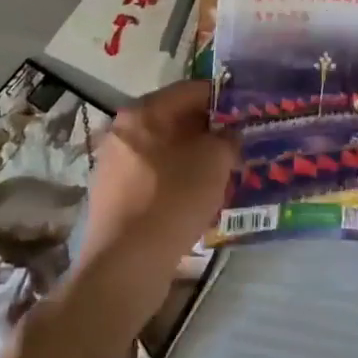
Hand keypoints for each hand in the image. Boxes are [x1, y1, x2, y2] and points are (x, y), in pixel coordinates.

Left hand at [79, 79, 237, 280]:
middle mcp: (123, 131)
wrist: (125, 266)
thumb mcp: (215, 162)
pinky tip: (196, 199)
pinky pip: (153, 176)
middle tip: (236, 145)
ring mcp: (113, 165)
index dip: (223, 99)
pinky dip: (175, 179)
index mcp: (144, 112)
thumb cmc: (172, 200)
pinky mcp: (112, 197)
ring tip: (220, 174)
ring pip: (164, 150)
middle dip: (207, 130)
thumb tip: (229, 134)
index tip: (245, 113)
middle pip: (175, 119)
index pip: (191, 90)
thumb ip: (228, 138)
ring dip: (192, 157)